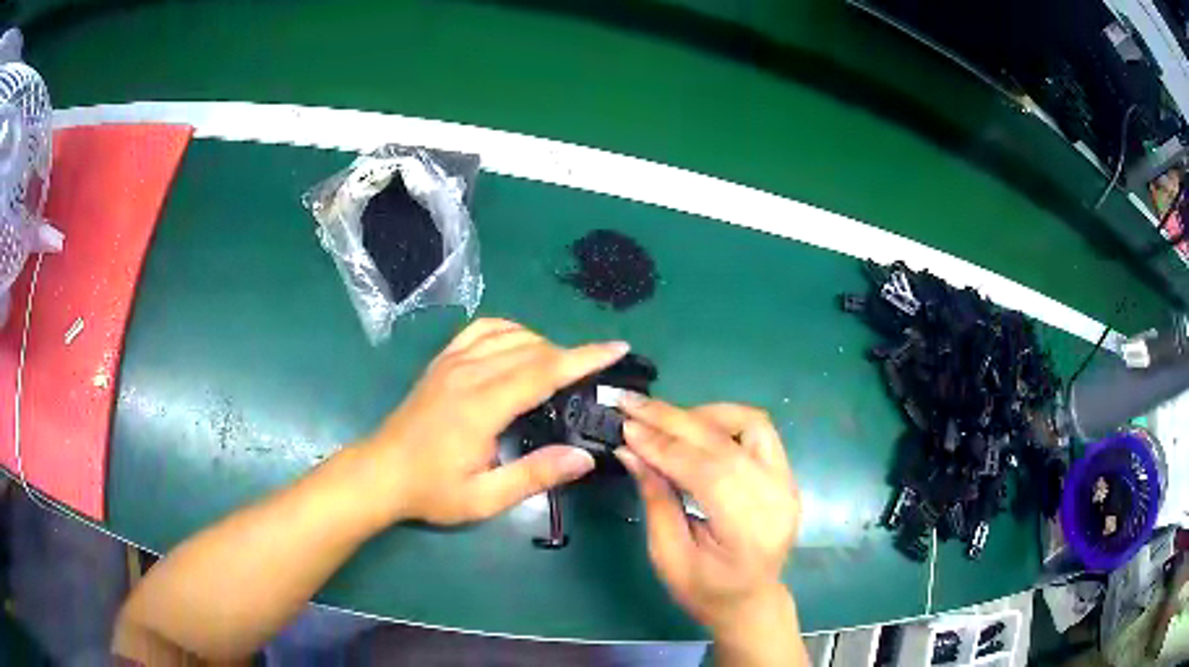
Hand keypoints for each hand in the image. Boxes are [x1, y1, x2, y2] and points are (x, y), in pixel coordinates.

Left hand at [358, 318, 628, 524]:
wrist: (381, 473)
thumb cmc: (432, 490)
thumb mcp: (484, 498)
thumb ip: (535, 475)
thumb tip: (585, 457)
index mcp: (481, 406)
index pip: (542, 371)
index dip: (584, 357)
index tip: (617, 348)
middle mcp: (468, 373)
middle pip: (532, 349)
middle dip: (571, 355)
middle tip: (594, 375)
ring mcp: (452, 361)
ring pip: (509, 334)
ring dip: (542, 344)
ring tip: (560, 368)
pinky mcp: (442, 361)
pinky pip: (482, 329)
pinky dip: (509, 330)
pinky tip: (519, 345)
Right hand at [615, 398, 799, 634]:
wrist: (751, 601)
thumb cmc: (705, 591)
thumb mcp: (669, 556)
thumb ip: (655, 500)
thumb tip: (630, 450)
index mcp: (748, 531)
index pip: (706, 472)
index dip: (663, 445)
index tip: (625, 426)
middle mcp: (776, 498)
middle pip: (725, 443)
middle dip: (672, 419)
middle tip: (631, 405)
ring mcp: (787, 482)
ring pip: (749, 423)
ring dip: (702, 414)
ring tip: (662, 418)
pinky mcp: (785, 474)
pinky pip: (758, 430)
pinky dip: (724, 420)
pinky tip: (694, 426)